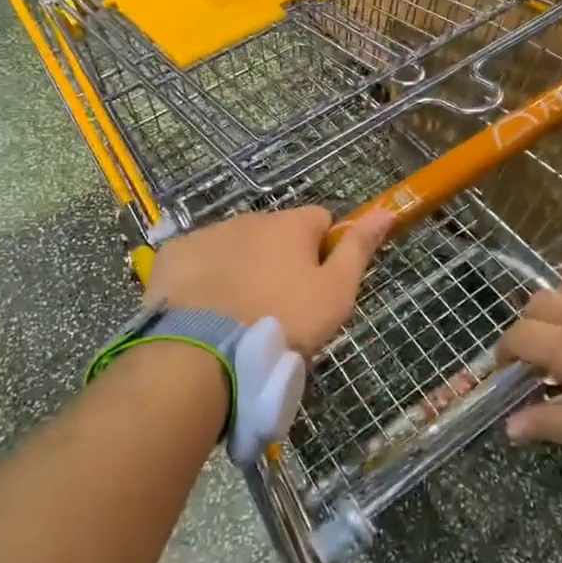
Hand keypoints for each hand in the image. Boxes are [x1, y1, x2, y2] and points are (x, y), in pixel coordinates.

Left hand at [144, 206, 392, 356]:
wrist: (204, 351)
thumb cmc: (283, 321)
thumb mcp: (336, 292)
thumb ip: (360, 249)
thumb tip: (386, 212)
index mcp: (292, 224)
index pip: (320, 222)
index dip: (325, 250)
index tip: (318, 286)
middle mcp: (250, 218)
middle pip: (276, 234)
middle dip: (280, 261)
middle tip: (279, 309)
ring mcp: (209, 234)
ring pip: (236, 247)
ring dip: (243, 268)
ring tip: (240, 316)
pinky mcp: (175, 255)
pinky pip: (199, 261)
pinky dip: (205, 278)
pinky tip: (205, 310)